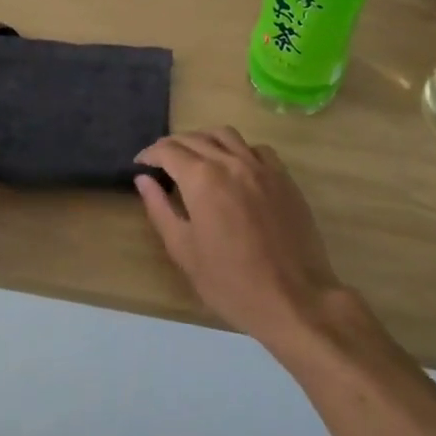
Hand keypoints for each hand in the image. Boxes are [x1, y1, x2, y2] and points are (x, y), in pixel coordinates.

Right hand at [135, 128, 345, 350]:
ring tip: (195, 156)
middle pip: (194, 138)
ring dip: (204, 139)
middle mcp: (230, 162)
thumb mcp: (184, 251)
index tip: (140, 164)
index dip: (149, 154)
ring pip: (225, 135)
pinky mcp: (283, 177)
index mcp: (201, 179)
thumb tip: (143, 180)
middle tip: (161, 162)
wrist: (295, 300)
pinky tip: (234, 167)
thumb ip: (160, 209)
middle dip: (172, 145)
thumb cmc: (231, 282)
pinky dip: (238, 149)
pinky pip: (256, 149)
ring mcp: (260, 167)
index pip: (168, 150)